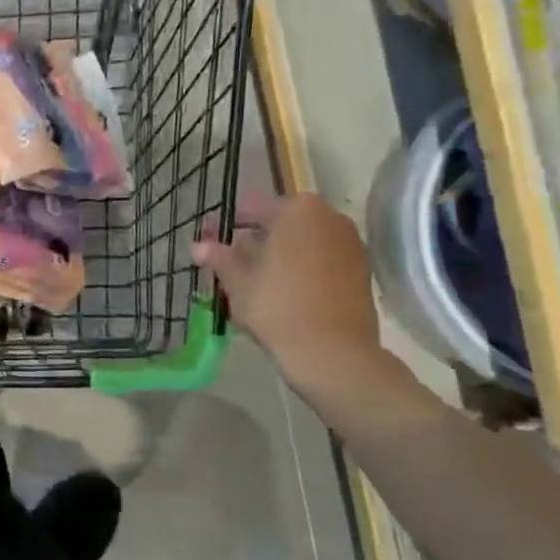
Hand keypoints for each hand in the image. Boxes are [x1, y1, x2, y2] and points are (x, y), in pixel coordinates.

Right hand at [192, 191, 380, 382]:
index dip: (225, 225)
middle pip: (280, 224)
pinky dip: (300, 268)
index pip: (252, 208)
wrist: (332, 351)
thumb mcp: (237, 281)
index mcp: (298, 210)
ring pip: (302, 242)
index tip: (207, 240)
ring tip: (252, 280)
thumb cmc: (277, 305)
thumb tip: (198, 246)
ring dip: (277, 255)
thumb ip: (219, 257)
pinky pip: (320, 260)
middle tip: (228, 262)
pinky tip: (282, 291)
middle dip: (254, 240)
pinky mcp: (361, 271)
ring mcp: (350, 244)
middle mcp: (330, 218)